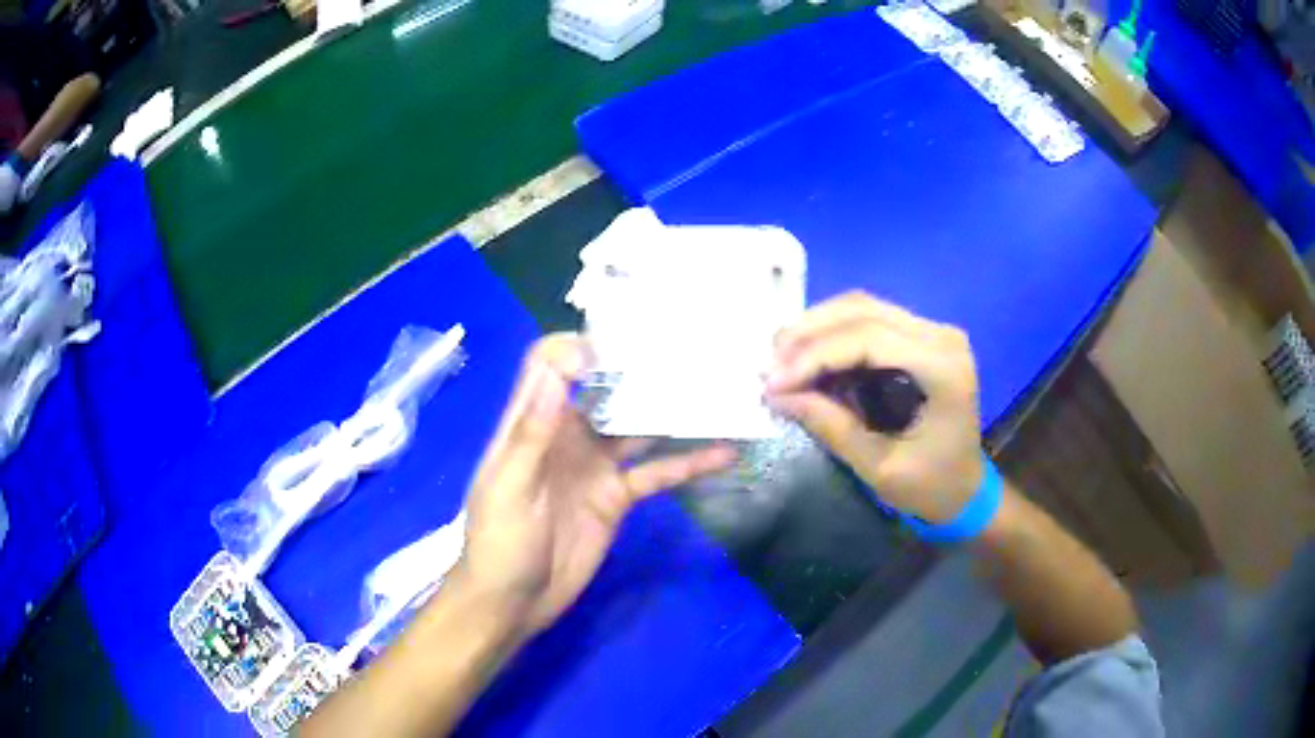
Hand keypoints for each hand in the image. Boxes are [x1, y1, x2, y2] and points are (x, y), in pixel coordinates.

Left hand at [457, 334, 736, 637]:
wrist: (515, 602)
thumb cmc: (500, 543)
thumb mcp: (510, 489)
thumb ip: (533, 433)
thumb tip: (557, 370)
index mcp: (532, 424)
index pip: (548, 366)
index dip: (576, 349)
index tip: (618, 348)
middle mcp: (567, 435)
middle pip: (603, 389)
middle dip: (638, 371)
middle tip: (687, 356)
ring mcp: (596, 465)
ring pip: (638, 427)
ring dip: (672, 412)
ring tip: (716, 393)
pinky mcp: (619, 496)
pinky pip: (656, 473)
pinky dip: (688, 463)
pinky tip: (723, 453)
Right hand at [765, 292, 983, 523]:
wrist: (966, 489)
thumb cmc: (931, 487)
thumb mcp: (879, 467)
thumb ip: (832, 426)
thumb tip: (778, 395)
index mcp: (944, 369)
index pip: (870, 338)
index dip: (815, 355)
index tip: (773, 382)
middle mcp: (942, 337)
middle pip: (863, 310)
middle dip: (809, 333)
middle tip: (769, 365)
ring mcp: (934, 331)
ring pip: (862, 307)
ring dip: (816, 328)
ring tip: (781, 359)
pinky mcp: (921, 336)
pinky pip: (869, 319)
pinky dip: (832, 334)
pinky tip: (807, 355)